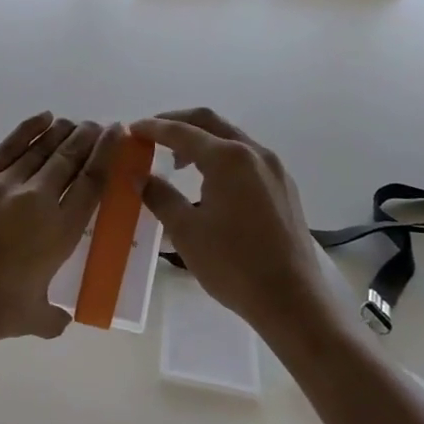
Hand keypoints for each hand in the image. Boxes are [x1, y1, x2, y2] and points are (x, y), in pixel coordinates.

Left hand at [0, 112, 121, 351]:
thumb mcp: (33, 320)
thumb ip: (55, 317)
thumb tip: (64, 317)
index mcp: (59, 232)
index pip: (92, 184)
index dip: (108, 155)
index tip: (117, 135)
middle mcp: (37, 200)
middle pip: (70, 159)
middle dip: (88, 138)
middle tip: (100, 125)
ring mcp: (5, 185)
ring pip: (42, 149)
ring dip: (63, 132)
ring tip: (76, 122)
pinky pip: (9, 147)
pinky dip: (28, 130)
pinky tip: (43, 118)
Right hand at [134, 108, 340, 335]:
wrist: (292, 300)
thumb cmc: (233, 264)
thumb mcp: (186, 231)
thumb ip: (160, 196)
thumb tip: (140, 177)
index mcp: (228, 158)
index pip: (182, 132)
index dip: (153, 128)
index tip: (131, 129)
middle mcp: (254, 153)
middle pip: (210, 122)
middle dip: (178, 122)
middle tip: (151, 134)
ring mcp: (275, 169)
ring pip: (232, 138)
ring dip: (202, 140)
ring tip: (177, 161)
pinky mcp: (285, 187)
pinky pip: (247, 157)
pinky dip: (222, 156)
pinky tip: (210, 181)